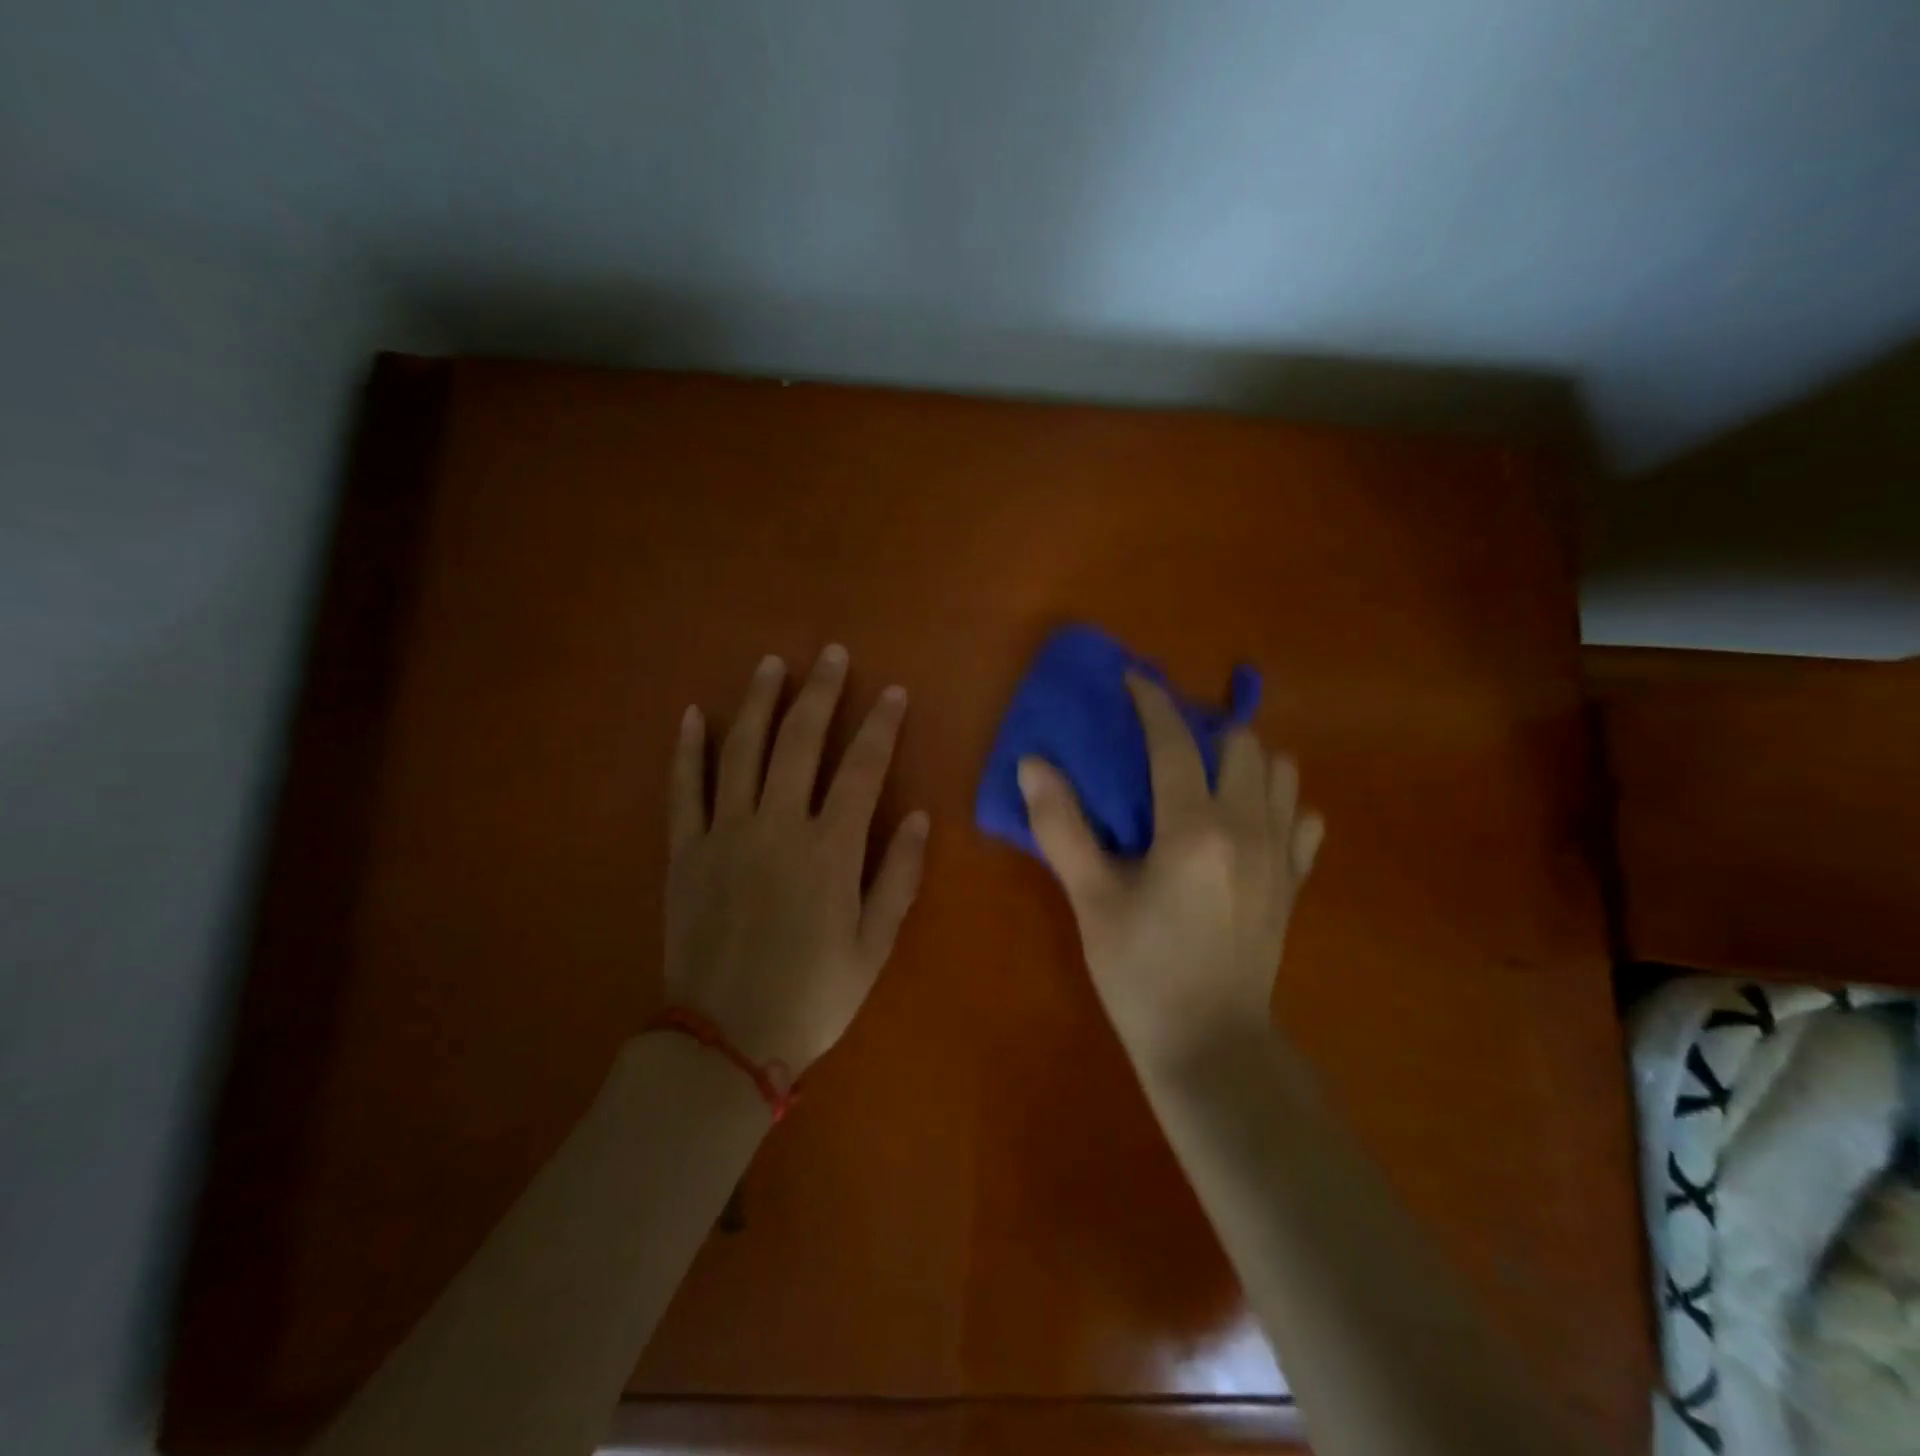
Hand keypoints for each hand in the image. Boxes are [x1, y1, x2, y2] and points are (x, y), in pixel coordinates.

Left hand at [664, 645, 928, 1075]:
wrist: (725, 1040)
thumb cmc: (813, 995)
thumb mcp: (874, 945)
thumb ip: (898, 876)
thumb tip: (920, 816)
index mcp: (830, 850)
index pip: (862, 768)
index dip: (879, 725)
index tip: (892, 691)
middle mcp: (777, 826)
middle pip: (800, 742)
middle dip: (820, 693)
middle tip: (831, 654)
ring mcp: (725, 833)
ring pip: (741, 751)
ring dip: (758, 702)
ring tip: (771, 664)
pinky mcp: (685, 851)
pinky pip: (684, 789)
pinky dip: (687, 750)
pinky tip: (692, 715)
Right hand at [1018, 675, 1323, 1070]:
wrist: (1210, 1045)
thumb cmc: (1140, 971)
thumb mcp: (1090, 899)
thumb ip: (1061, 826)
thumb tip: (1033, 763)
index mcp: (1194, 828)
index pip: (1174, 741)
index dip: (1152, 702)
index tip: (1133, 679)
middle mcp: (1248, 827)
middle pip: (1241, 743)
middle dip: (1203, 728)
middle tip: (1165, 742)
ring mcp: (1281, 854)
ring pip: (1280, 771)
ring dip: (1245, 759)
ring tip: (1207, 776)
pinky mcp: (1294, 880)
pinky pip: (1303, 817)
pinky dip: (1278, 802)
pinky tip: (1248, 820)